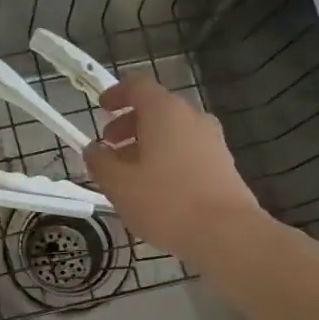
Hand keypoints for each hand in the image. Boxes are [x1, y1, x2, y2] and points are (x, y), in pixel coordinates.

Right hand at [83, 76, 266, 260]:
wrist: (225, 232)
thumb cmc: (165, 202)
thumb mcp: (119, 185)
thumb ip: (100, 162)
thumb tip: (93, 150)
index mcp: (165, 112)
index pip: (138, 87)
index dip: (116, 94)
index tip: (101, 108)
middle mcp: (192, 117)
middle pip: (156, 109)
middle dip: (128, 125)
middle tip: (109, 147)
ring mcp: (212, 140)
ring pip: (172, 132)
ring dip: (147, 144)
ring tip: (128, 172)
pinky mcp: (222, 163)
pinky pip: (187, 150)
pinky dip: (166, 158)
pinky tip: (155, 187)